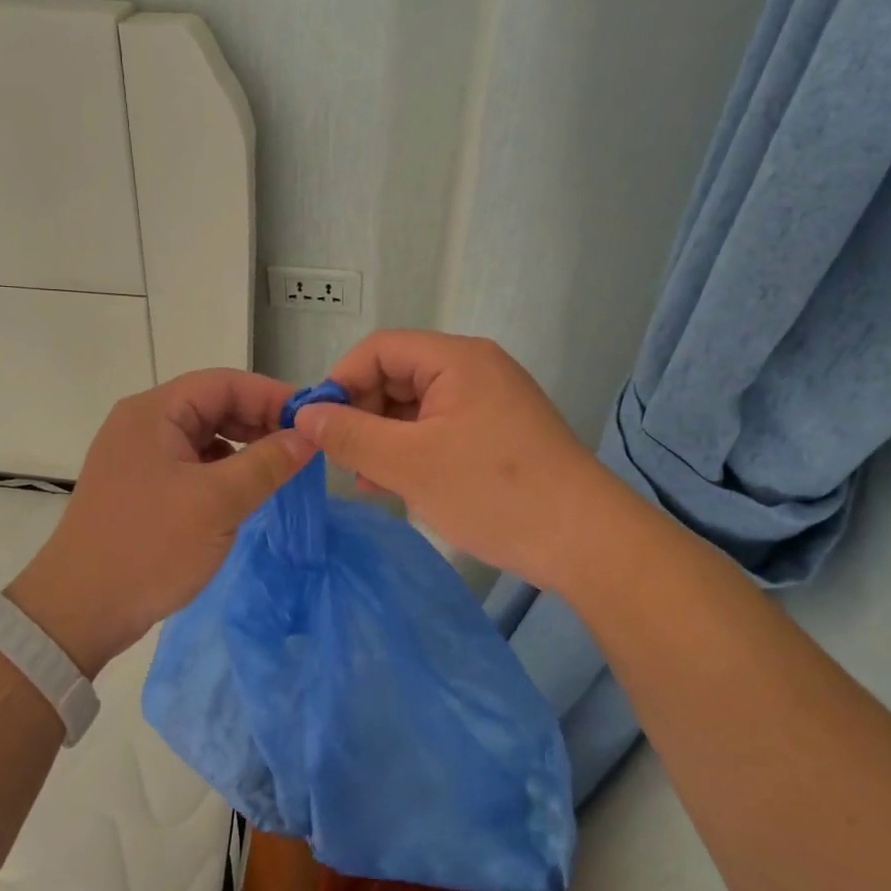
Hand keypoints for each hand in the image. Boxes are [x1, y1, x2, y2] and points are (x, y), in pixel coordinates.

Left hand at [9, 369, 316, 674]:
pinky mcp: (138, 486)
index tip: (313, 418)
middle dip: (258, 420)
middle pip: (211, 405)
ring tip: (280, 466)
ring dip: (242, 445)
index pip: (223, 383)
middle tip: (302, 445)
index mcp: (154, 412)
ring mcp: (137, 456)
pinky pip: (189, 462)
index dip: (271, 395)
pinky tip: (243, 489)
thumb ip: (267, 463)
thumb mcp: (217, 502)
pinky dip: (221, 469)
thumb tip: (308, 436)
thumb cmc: (149, 546)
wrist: (78, 612)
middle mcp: (142, 423)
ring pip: (202, 435)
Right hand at [292, 330, 609, 588]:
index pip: (380, 349)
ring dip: (384, 437)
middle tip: (341, 458)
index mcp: (456, 359)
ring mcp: (491, 401)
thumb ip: (350, 435)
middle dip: (362, 413)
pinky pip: (441, 427)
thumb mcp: (408, 464)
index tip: (318, 424)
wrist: (587, 542)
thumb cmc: (492, 492)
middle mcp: (475, 368)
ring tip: (365, 479)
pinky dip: (413, 449)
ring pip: (417, 406)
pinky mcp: (500, 432)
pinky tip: (398, 485)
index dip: (342, 380)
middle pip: (398, 374)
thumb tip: (304, 416)